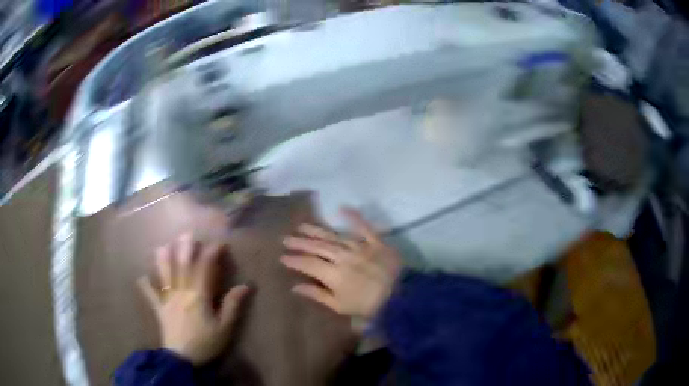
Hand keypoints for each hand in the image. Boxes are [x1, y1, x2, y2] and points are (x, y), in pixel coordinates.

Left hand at [138, 234, 249, 364]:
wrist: (183, 359)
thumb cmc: (206, 343)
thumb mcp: (224, 328)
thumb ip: (232, 306)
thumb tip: (245, 286)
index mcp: (198, 296)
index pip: (204, 269)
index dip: (211, 254)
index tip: (219, 243)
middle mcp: (181, 293)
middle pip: (182, 266)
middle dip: (185, 248)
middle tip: (187, 233)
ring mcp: (168, 300)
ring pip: (165, 275)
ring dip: (163, 259)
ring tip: (163, 245)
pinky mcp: (159, 309)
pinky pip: (151, 296)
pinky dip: (145, 286)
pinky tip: (141, 277)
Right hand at [281, 208, 401, 320]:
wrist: (400, 298)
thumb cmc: (367, 305)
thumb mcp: (339, 305)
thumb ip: (317, 294)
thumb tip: (295, 286)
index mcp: (333, 274)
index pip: (308, 264)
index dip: (294, 260)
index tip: (282, 257)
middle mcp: (343, 257)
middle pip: (317, 247)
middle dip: (300, 242)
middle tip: (286, 239)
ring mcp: (359, 247)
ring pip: (333, 236)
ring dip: (316, 230)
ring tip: (302, 226)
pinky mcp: (375, 242)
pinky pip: (364, 227)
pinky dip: (354, 217)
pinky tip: (342, 208)